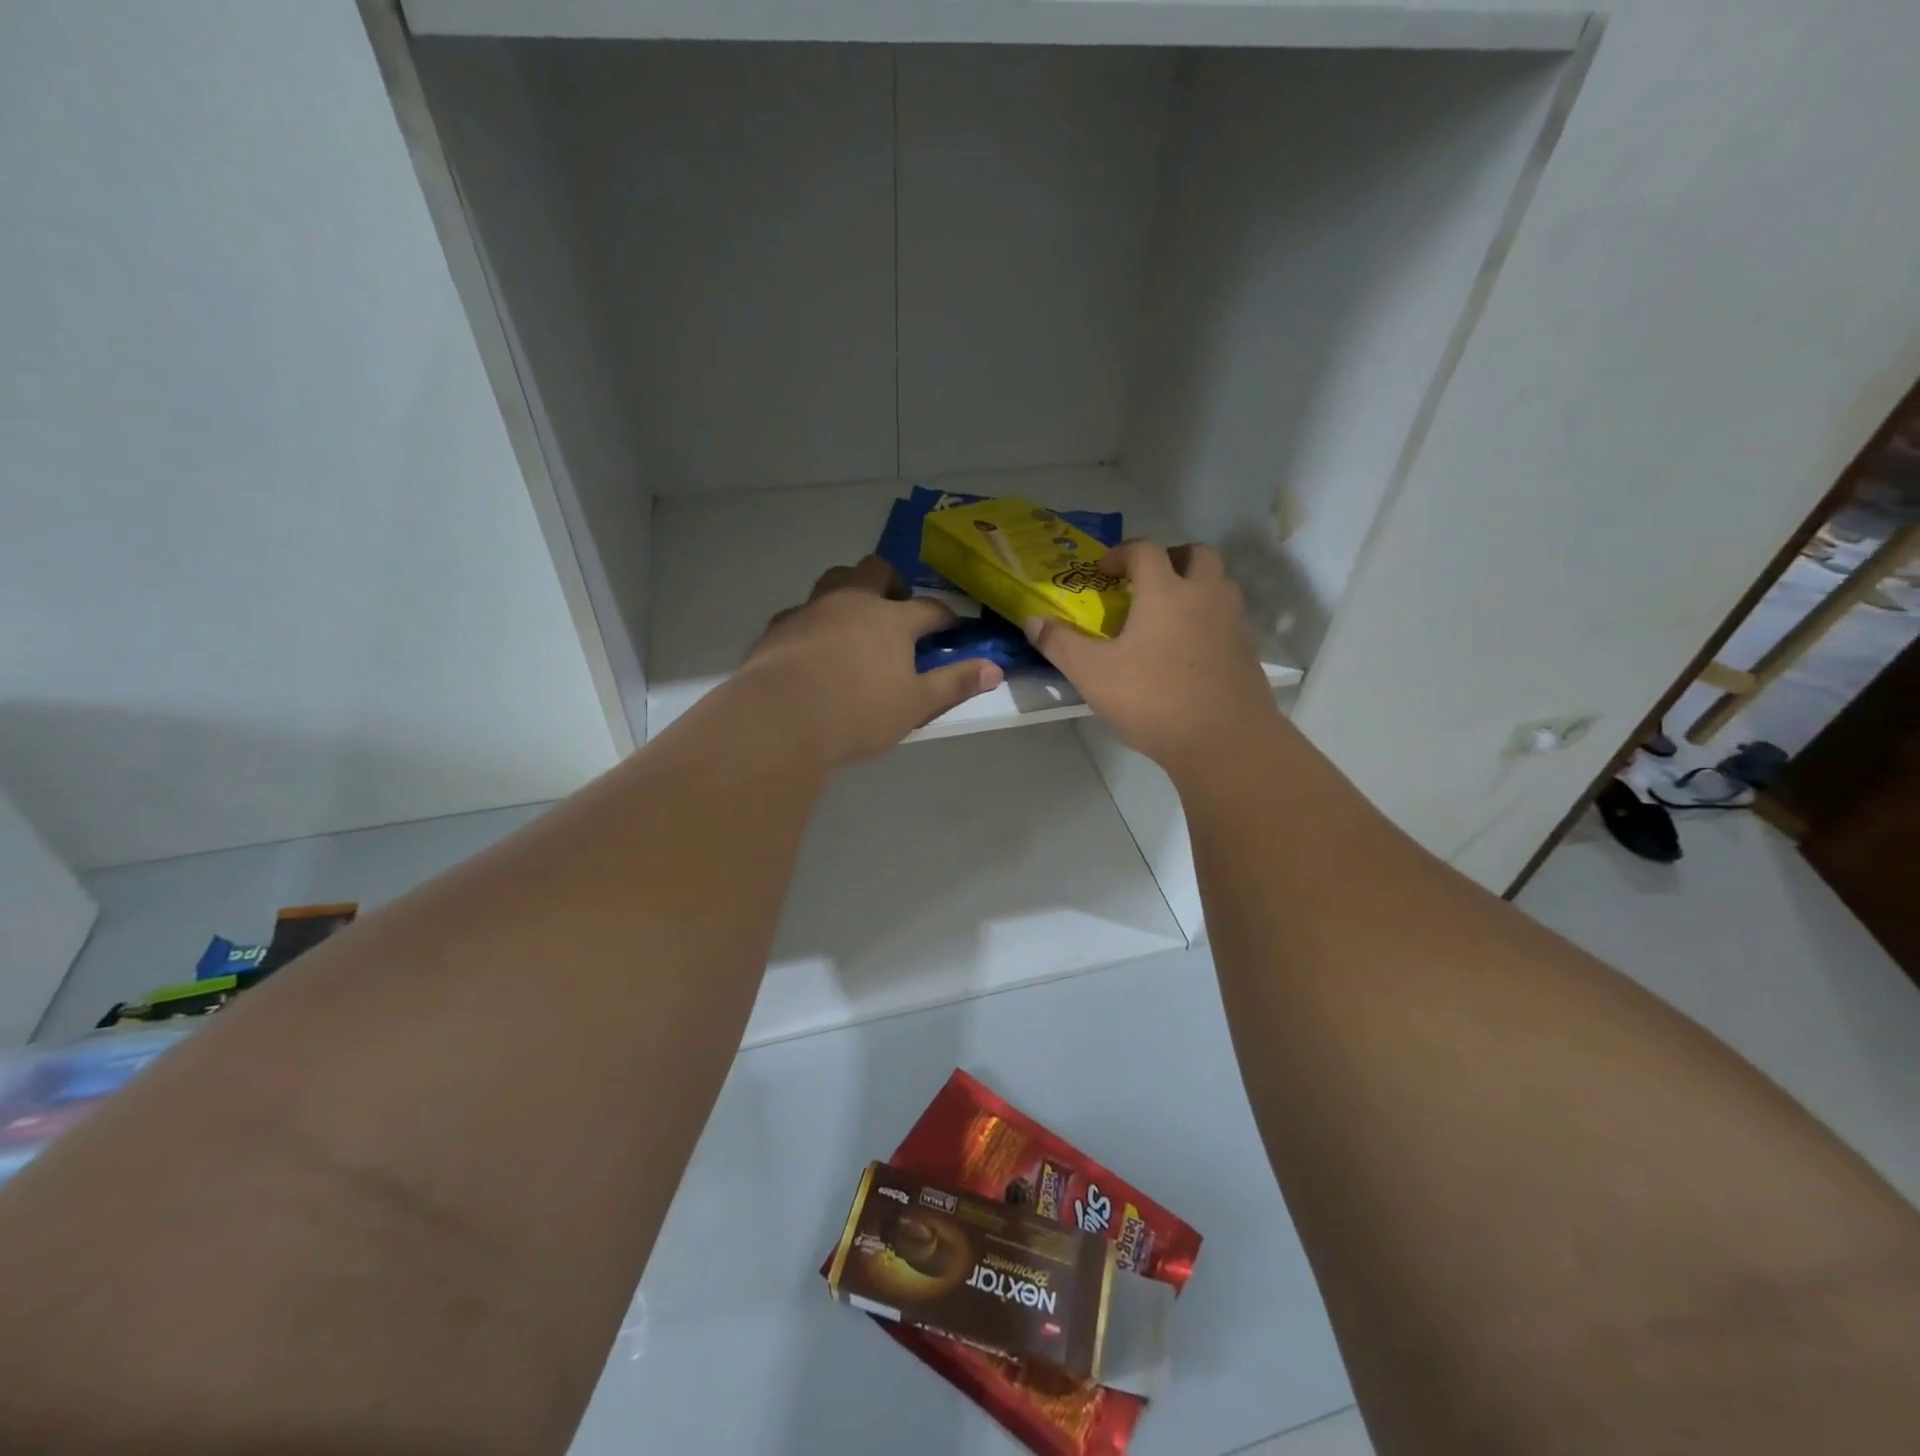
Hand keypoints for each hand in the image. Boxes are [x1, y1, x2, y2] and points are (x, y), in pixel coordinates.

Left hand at [742, 556, 1002, 765]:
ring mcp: (813, 609)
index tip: (952, 626)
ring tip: (856, 620)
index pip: (928, 608)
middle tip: (898, 608)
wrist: (783, 717)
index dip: (944, 616)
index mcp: (892, 619)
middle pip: (876, 570)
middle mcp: (853, 601)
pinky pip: (803, 610)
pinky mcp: (779, 625)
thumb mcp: (916, 705)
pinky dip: (816, 620)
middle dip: (893, 582)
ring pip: (836, 579)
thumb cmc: (859, 712)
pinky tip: (814, 645)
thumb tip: (995, 670)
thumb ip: (954, 684)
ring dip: (851, 590)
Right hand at [1023, 540, 1276, 775]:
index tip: (1103, 572)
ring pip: (1220, 585)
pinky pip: (1228, 620)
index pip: (1145, 550)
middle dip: (1170, 558)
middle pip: (1197, 554)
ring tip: (1168, 615)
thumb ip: (1060, 644)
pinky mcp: (1248, 653)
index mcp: (1166, 592)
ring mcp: (1232, 624)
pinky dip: (1208, 620)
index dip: (1121, 553)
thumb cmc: (1153, 700)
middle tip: (1147, 581)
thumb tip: (1032, 621)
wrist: (1225, 742)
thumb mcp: (1092, 674)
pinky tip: (1189, 652)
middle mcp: (1205, 596)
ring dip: (1195, 586)